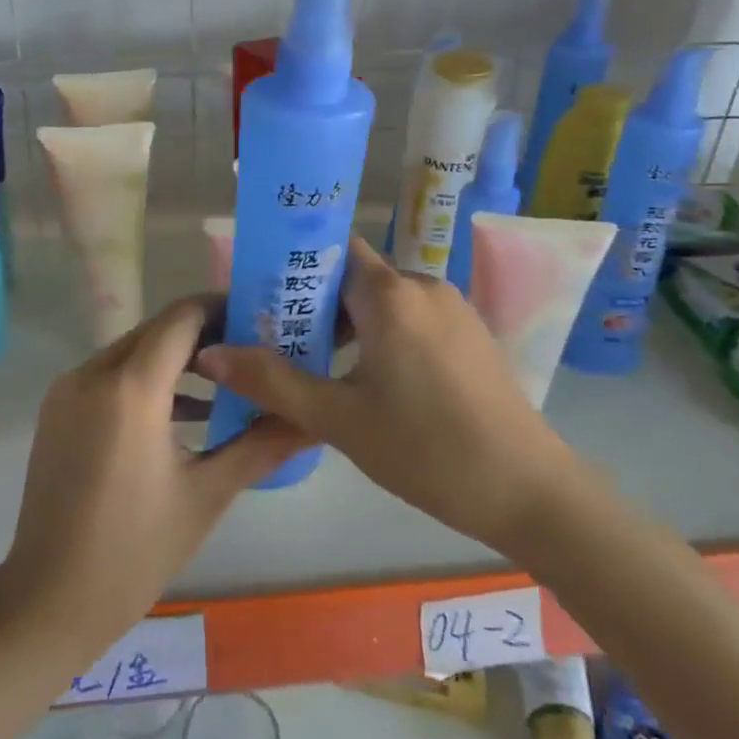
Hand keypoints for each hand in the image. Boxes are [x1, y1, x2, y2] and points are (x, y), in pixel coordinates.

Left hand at [0, 295, 309, 657]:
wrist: (46, 602)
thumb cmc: (133, 551)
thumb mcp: (206, 495)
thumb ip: (261, 445)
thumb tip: (312, 420)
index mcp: (131, 388)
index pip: (182, 317)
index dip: (222, 309)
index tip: (260, 319)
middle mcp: (93, 372)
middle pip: (158, 329)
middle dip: (205, 333)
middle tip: (252, 350)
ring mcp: (69, 389)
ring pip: (134, 349)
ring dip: (177, 356)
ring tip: (227, 379)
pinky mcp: (58, 409)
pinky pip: (111, 373)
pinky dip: (147, 378)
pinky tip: (185, 410)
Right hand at [197, 237, 560, 551]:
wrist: (528, 489)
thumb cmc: (426, 449)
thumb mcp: (339, 419)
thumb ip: (272, 381)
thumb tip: (210, 353)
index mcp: (389, 293)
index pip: (333, 249)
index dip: (296, 265)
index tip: (264, 294)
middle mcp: (422, 284)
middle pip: (356, 277)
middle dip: (318, 304)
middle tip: (282, 342)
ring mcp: (453, 307)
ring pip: (386, 300)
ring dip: (352, 324)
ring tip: (321, 366)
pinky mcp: (471, 333)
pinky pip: (414, 318)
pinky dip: (385, 334)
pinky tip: (374, 381)